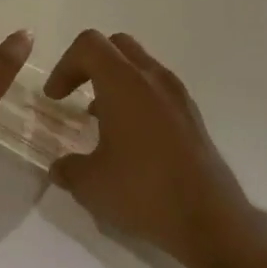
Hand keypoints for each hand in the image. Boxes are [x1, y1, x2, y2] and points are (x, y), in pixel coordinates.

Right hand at [44, 30, 253, 267]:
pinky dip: (137, 99)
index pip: (89, 45)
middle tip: (74, 93)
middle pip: (117, 46)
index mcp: (124, 83)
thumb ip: (67, 168)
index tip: (55, 98)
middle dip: (89, 64)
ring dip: (115, 82)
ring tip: (100, 119)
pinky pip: (158, 90)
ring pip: (141, 67)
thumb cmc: (143, 192)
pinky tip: (129, 140)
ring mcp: (178, 97)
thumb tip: (59, 168)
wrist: (211, 222)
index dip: (64, 66)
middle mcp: (153, 79)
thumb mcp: (89, 184)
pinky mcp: (193, 118)